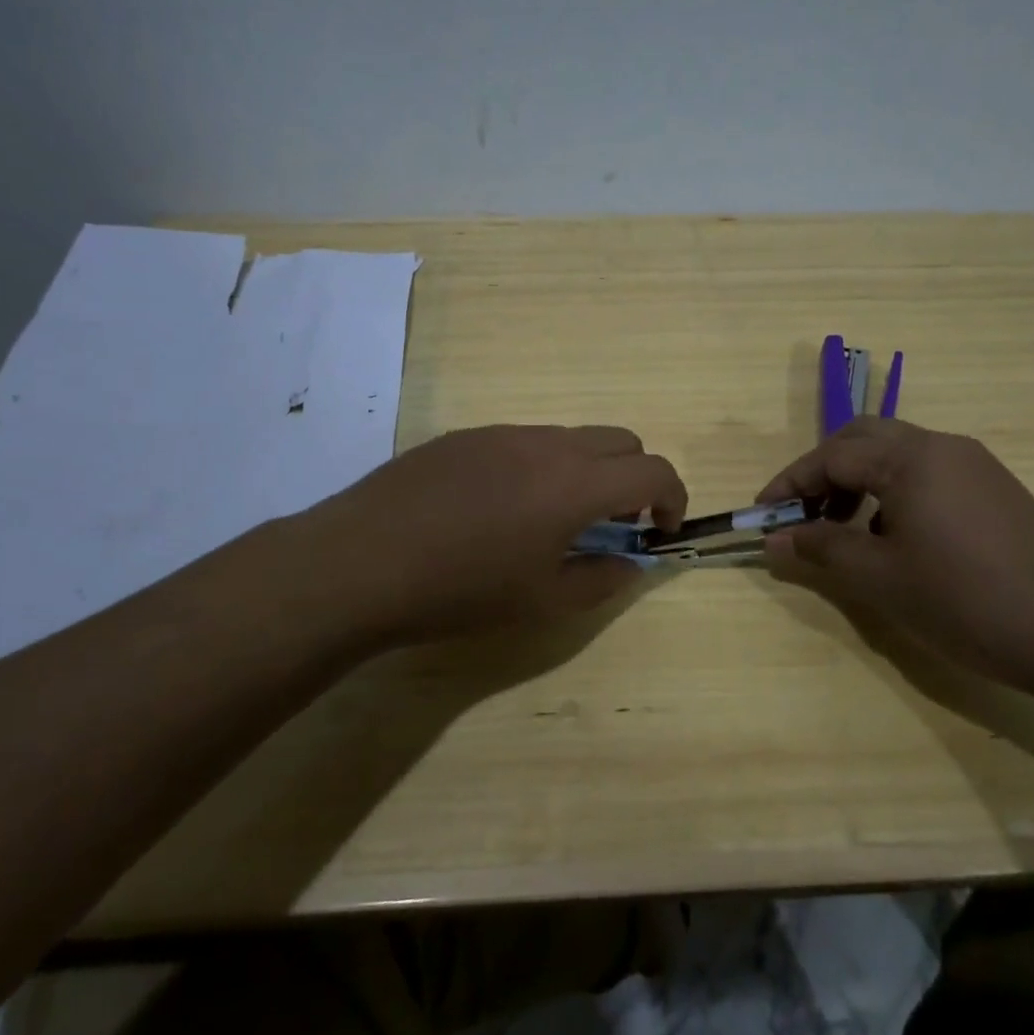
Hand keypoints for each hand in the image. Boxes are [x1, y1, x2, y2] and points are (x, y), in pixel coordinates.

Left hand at [288, 425, 686, 649]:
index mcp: (575, 483)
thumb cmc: (460, 590)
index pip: (653, 470)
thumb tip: (631, 563)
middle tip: (614, 523)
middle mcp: (547, 444)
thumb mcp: (542, 601)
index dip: (673, 498)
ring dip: (586, 470)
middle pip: (620, 440)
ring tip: (552, 519)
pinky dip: (541, 466)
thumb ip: (602, 579)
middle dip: (634, 477)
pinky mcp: (465, 435)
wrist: (360, 563)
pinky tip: (500, 508)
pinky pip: (524, 440)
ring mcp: (502, 433)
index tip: (661, 529)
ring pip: (570, 437)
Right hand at [757, 418, 1033, 693]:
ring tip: (846, 533)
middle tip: (803, 514)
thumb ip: (820, 549)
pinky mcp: (995, 489)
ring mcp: (975, 465)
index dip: (790, 483)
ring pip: (897, 455)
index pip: (832, 455)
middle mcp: (942, 446)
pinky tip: (896, 541)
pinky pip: (928, 474)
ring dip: (859, 482)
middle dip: (824, 472)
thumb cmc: (965, 600)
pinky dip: (894, 494)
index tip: (762, 514)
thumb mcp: (879, 578)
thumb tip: (772, 539)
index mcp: (910, 457)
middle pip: (863, 439)